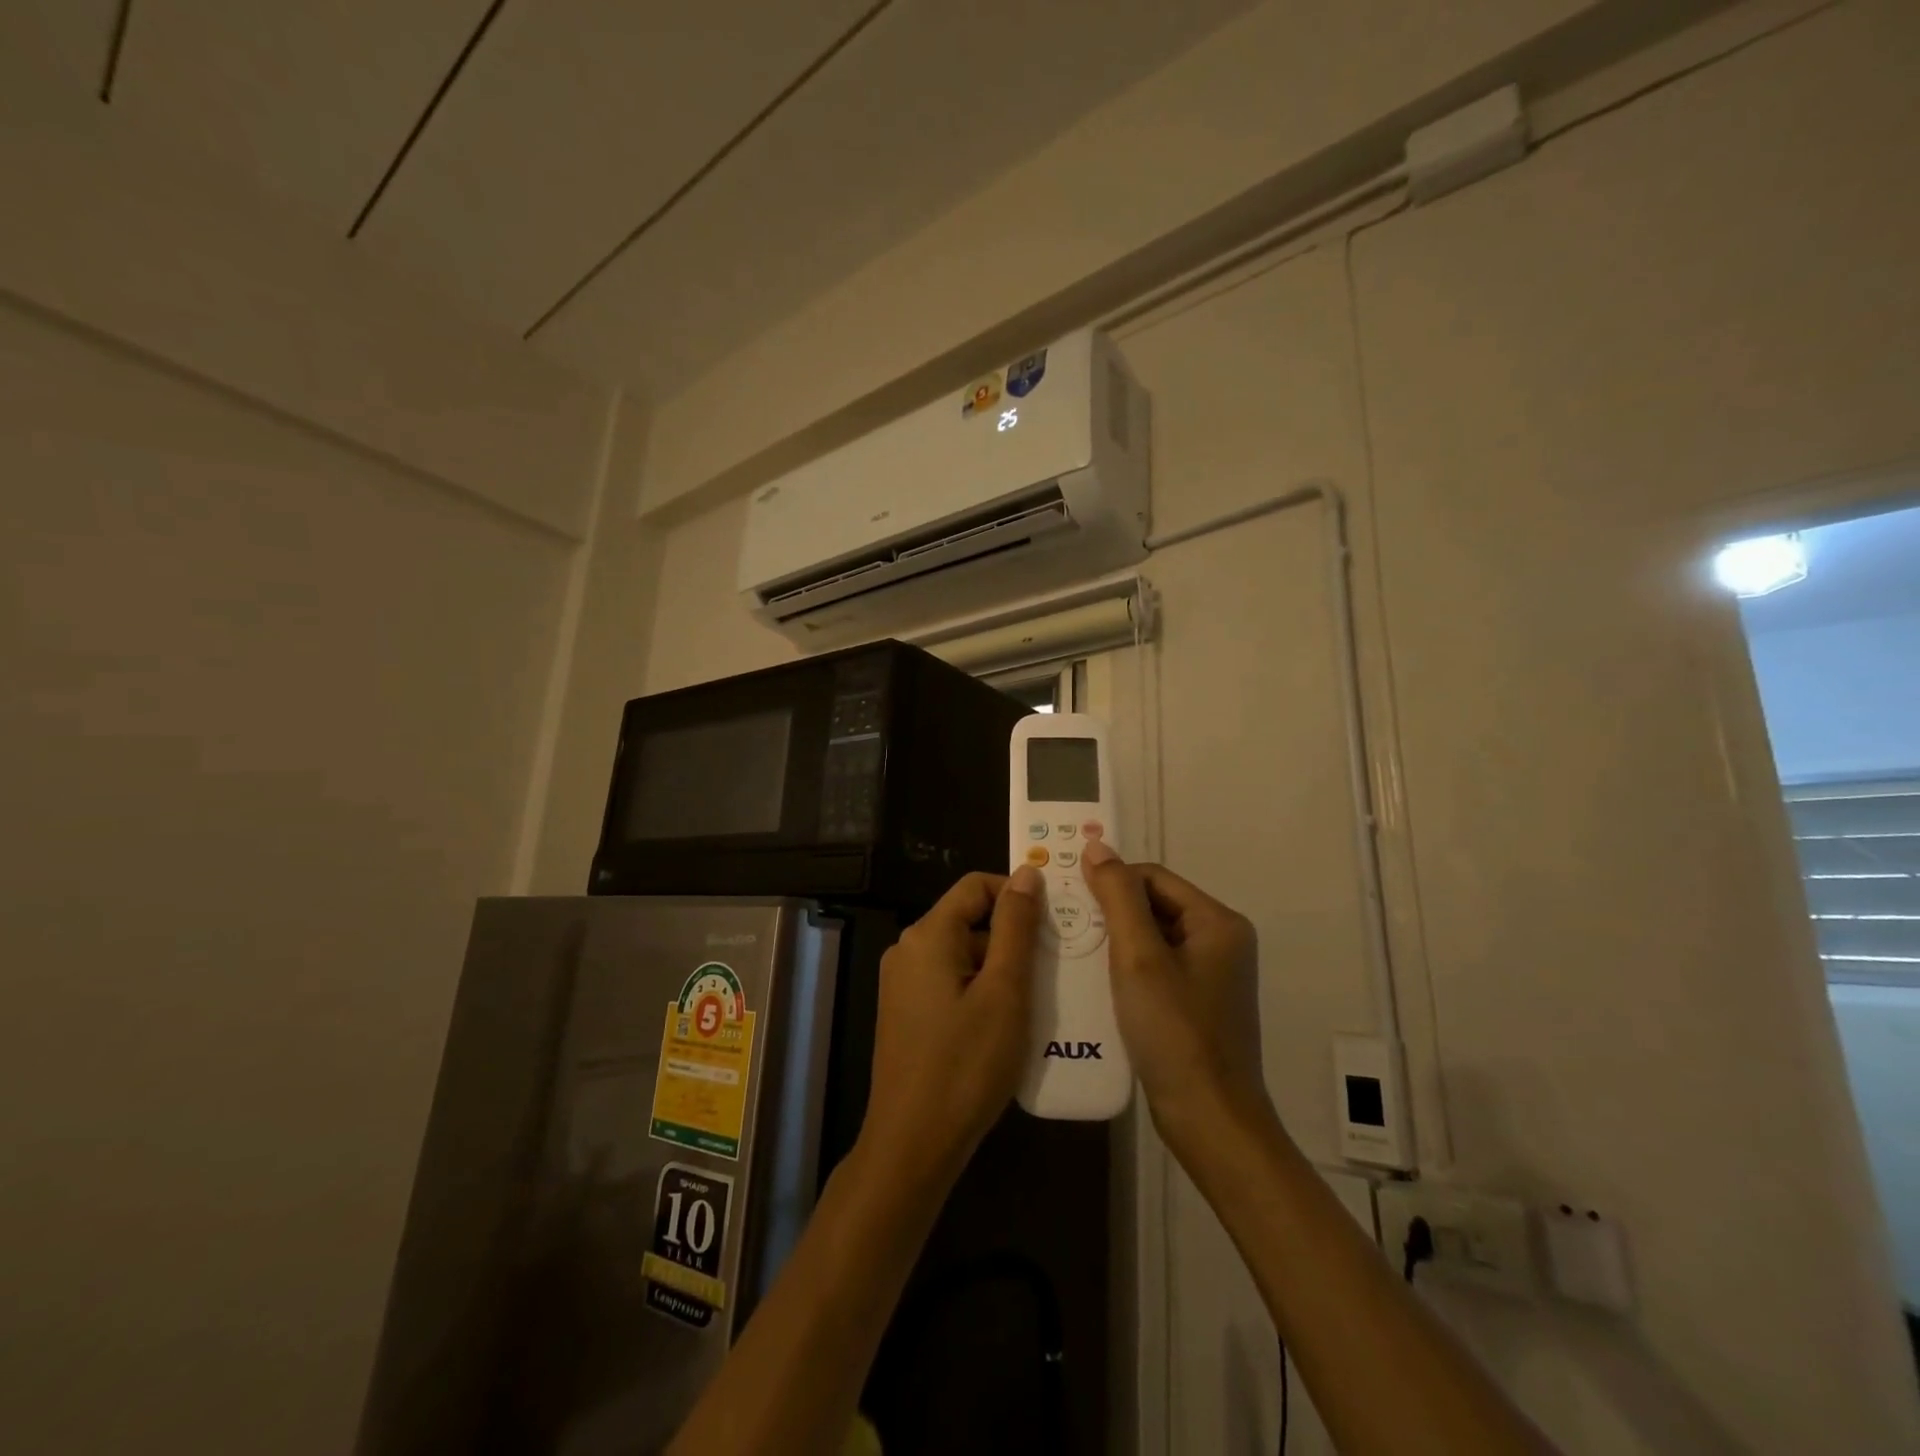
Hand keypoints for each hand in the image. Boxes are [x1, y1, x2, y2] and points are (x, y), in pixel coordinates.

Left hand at [855, 867, 1043, 1189]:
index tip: (1054, 921)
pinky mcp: (906, 1011)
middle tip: (1053, 967)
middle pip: (968, 919)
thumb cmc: (966, 1065)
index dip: (1016, 894)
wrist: (913, 1143)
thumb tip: (1027, 874)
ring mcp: (903, 982)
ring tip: (1037, 999)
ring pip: (962, 953)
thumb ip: (1016, 928)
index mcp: (927, 934)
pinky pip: (949, 981)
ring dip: (999, 968)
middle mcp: (908, 949)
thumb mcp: (1004, 992)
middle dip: (1012, 937)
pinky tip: (1007, 1022)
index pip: (976, 886)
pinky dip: (980, 989)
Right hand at [1080, 840, 1269, 1148]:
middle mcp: (1220, 941)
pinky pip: (1154, 968)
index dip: (1110, 881)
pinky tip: (1094, 982)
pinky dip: (1124, 968)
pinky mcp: (1196, 1004)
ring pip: (1150, 938)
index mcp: (1217, 922)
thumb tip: (1097, 846)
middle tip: (1064, 924)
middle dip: (1109, 912)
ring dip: (1113, 941)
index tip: (1069, 897)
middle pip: (1153, 905)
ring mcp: (1210, 975)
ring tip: (1072, 950)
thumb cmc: (1174, 1032)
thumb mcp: (1139, 957)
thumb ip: (1117, 897)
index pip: (1153, 876)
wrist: (1209, 1121)